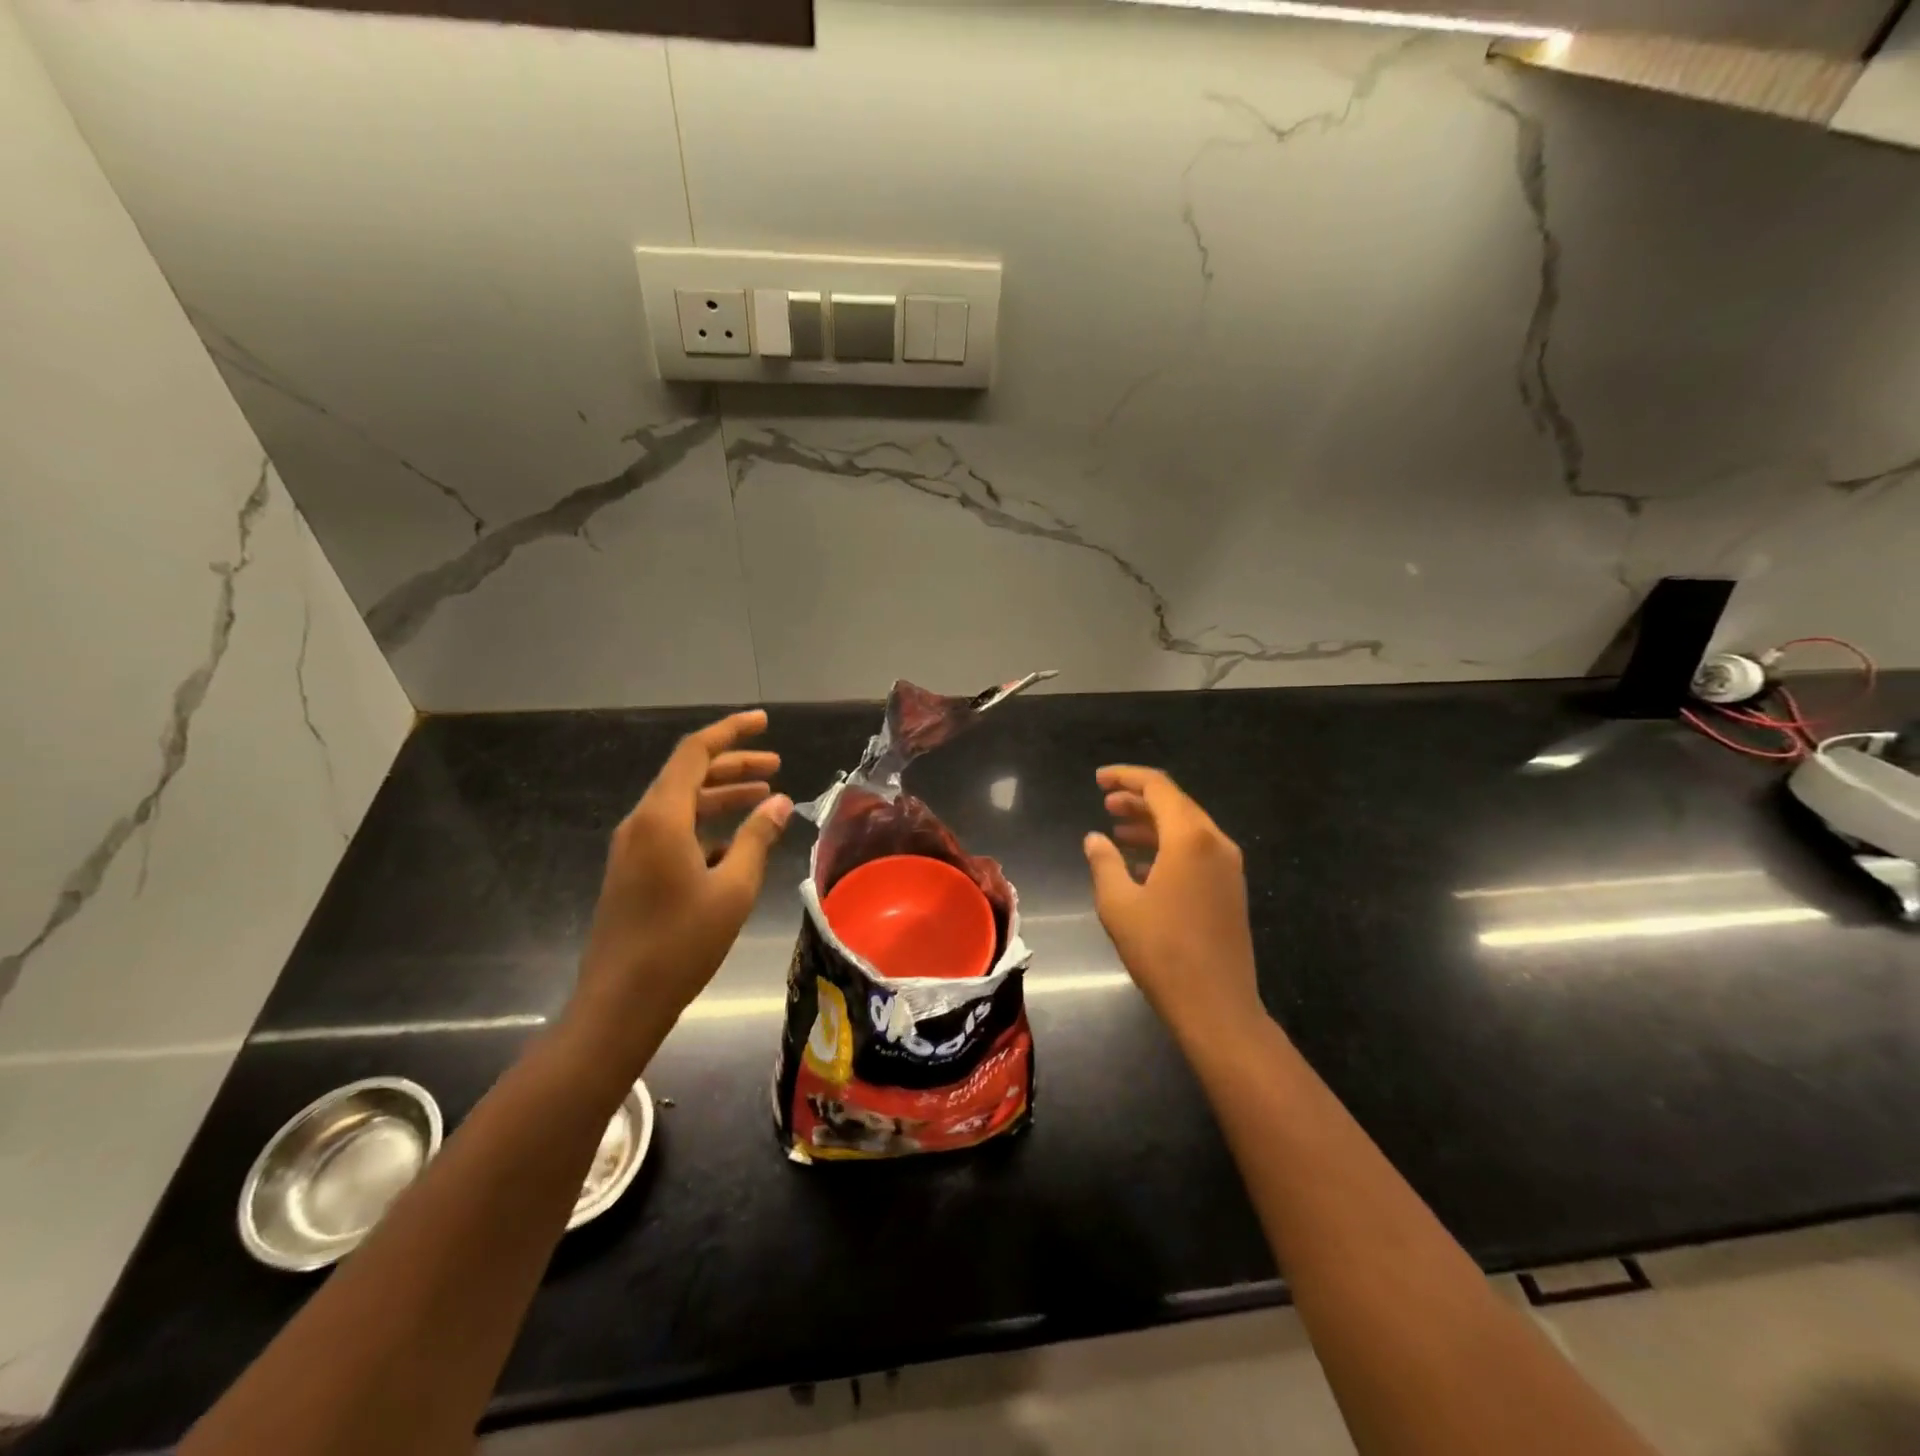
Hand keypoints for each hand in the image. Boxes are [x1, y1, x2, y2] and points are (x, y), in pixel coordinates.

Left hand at [571, 711, 792, 1066]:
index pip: (696, 753)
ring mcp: (632, 848)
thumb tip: (781, 803)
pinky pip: (672, 831)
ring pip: (682, 804)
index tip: (765, 721)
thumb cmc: (681, 943)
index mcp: (662, 818)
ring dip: (722, 796)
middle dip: (733, 766)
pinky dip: (706, 825)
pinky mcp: (632, 871)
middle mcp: (641, 823)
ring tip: (764, 799)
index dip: (732, 732)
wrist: (620, 1003)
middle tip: (776, 766)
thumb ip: (757, 839)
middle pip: (689, 775)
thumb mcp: (733, 889)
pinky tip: (735, 845)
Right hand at [1083, 765, 1263, 1042]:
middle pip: (1175, 804)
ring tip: (1117, 828)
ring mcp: (1228, 867)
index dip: (1126, 777)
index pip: (1158, 787)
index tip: (1098, 779)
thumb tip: (1095, 838)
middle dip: (1138, 799)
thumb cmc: (1162, 951)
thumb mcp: (1119, 904)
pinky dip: (1168, 847)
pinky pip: (1197, 852)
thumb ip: (1104, 862)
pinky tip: (1141, 864)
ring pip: (1187, 828)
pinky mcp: (1230, 889)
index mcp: (1190, 838)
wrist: (1216, 1006)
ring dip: (1152, 823)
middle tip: (1105, 803)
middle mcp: (1215, 843)